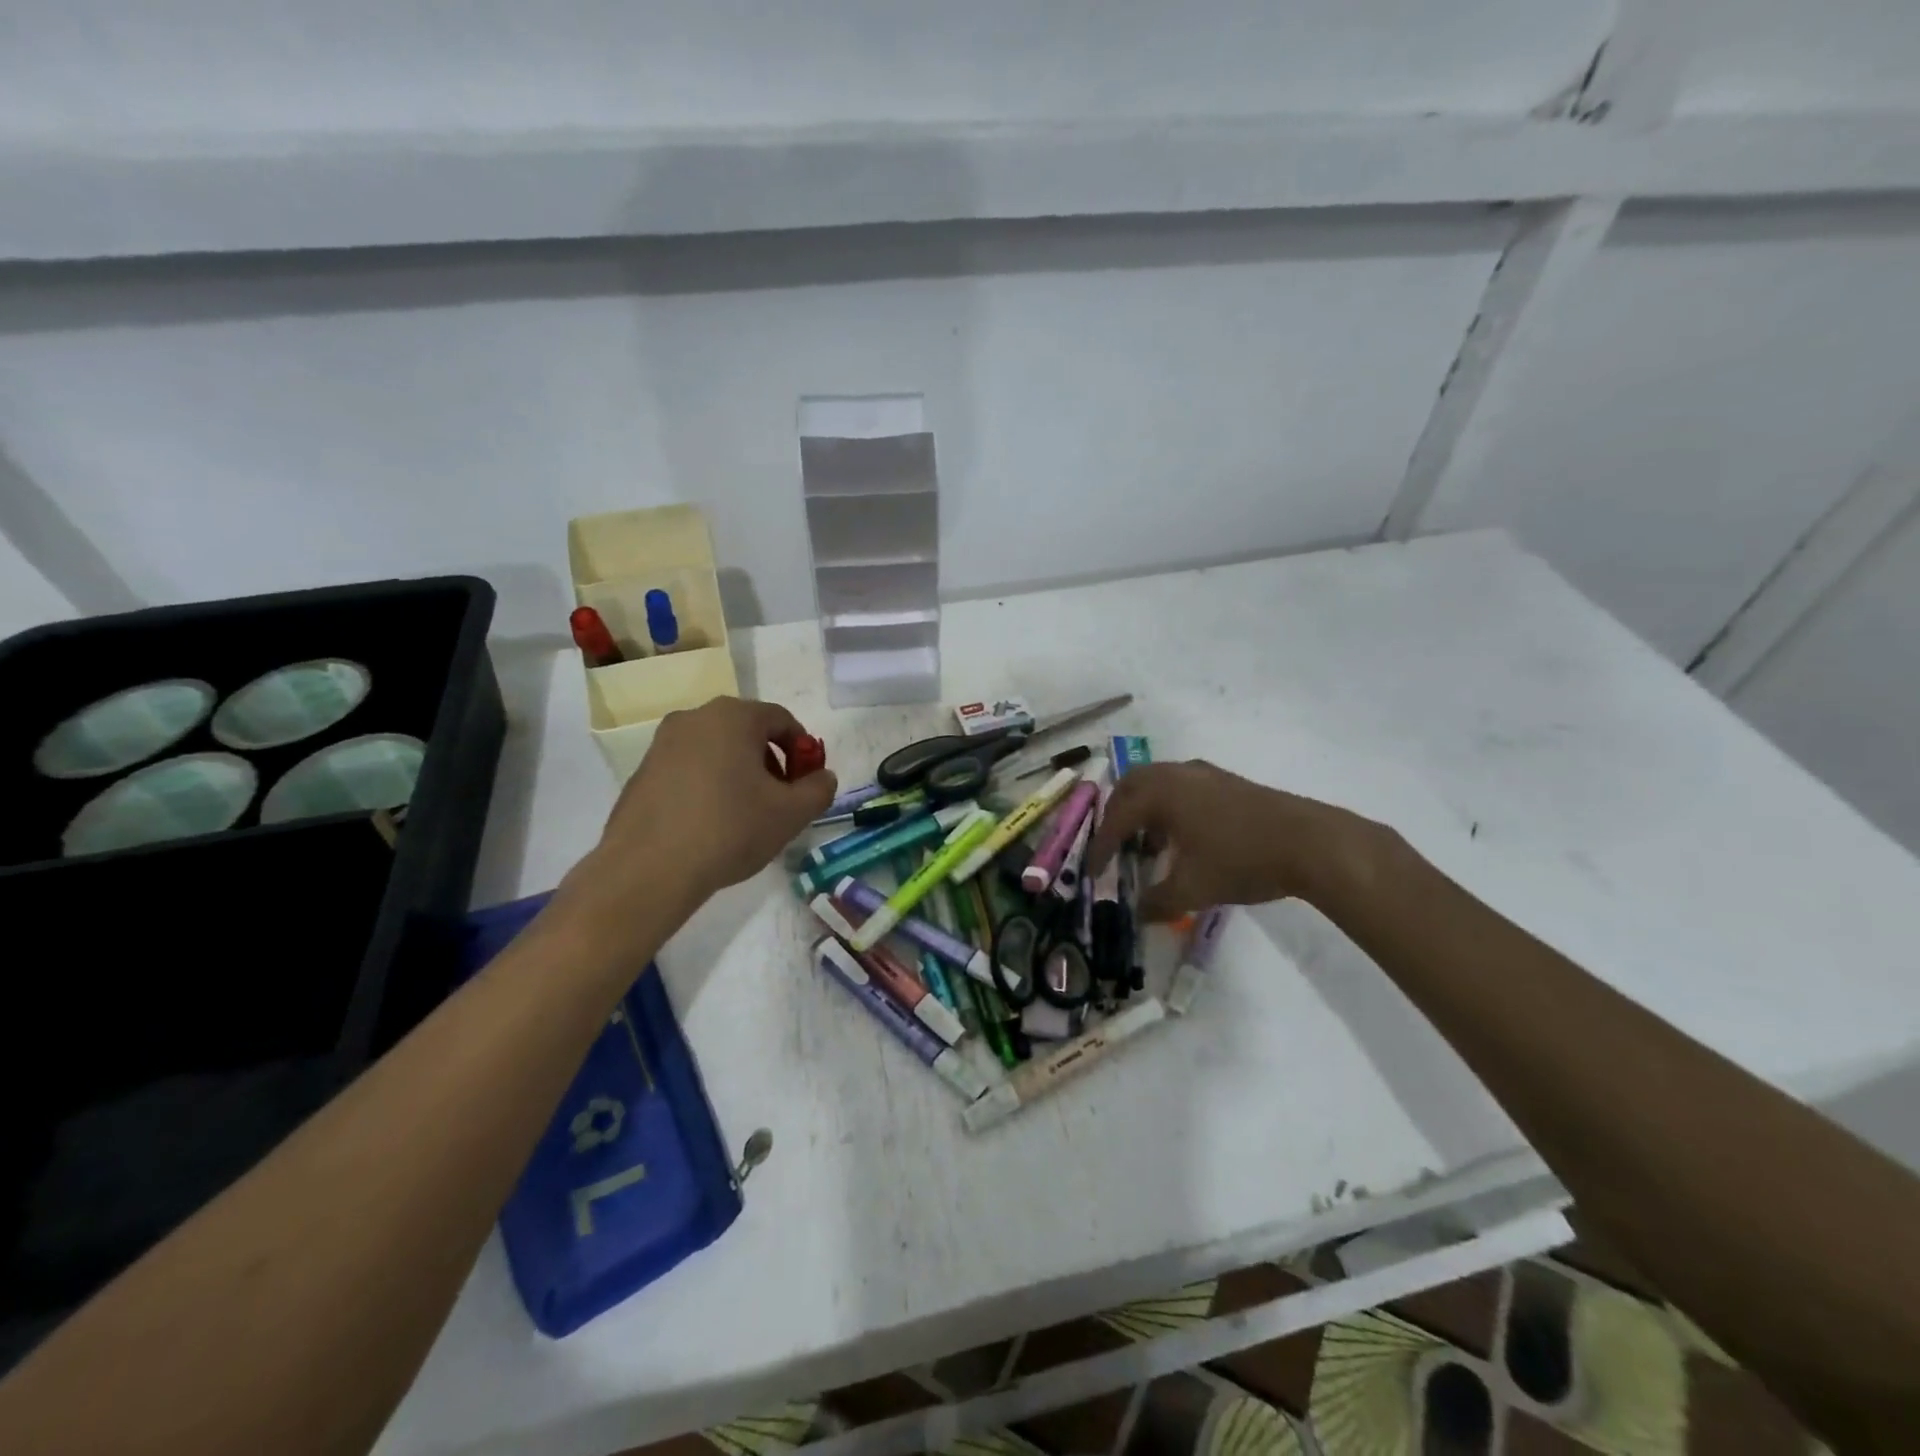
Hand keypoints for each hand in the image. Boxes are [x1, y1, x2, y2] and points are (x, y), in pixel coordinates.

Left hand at [574, 697, 836, 917]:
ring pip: (717, 750)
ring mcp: (662, 744)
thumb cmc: (730, 829)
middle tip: (780, 801)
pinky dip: (708, 786)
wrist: (648, 869)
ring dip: (740, 774)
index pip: (782, 720)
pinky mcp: (641, 772)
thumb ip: (819, 789)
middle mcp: (695, 718)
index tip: (806, 784)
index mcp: (733, 716)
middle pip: (748, 732)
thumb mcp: (792, 813)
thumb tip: (822, 777)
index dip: (803, 750)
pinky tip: (710, 824)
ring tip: (745, 816)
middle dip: (771, 763)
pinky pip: (689, 769)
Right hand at [1084, 760, 1378, 921]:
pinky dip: (1169, 807)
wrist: (1310, 843)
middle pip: (1131, 787)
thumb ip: (1158, 901)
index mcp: (1161, 793)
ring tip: (1148, 845)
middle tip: (1113, 846)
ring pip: (1158, 783)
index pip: (1116, 819)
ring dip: (1144, 810)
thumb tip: (1138, 912)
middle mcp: (1177, 774)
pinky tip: (1183, 838)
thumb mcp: (1193, 889)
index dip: (1101, 848)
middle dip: (1116, 816)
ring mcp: (1205, 773)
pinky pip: (1181, 787)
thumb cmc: (1241, 860)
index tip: (1092, 872)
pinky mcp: (1227, 782)